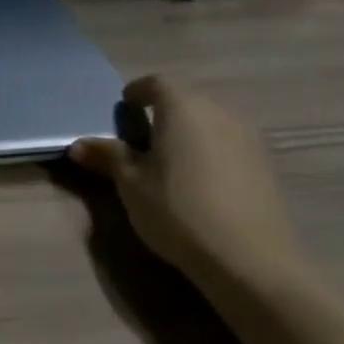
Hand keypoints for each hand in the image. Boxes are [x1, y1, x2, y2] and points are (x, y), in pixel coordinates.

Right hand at [69, 75, 301, 284]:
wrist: (249, 260)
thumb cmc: (177, 210)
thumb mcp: (130, 183)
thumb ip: (107, 156)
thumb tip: (78, 144)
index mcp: (182, 108)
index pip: (156, 83)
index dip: (137, 91)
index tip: (124, 107)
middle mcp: (218, 112)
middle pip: (186, 99)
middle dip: (163, 111)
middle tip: (143, 135)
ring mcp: (248, 138)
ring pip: (210, 121)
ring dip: (189, 131)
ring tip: (171, 158)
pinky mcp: (265, 165)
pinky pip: (229, 143)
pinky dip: (210, 150)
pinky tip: (201, 180)